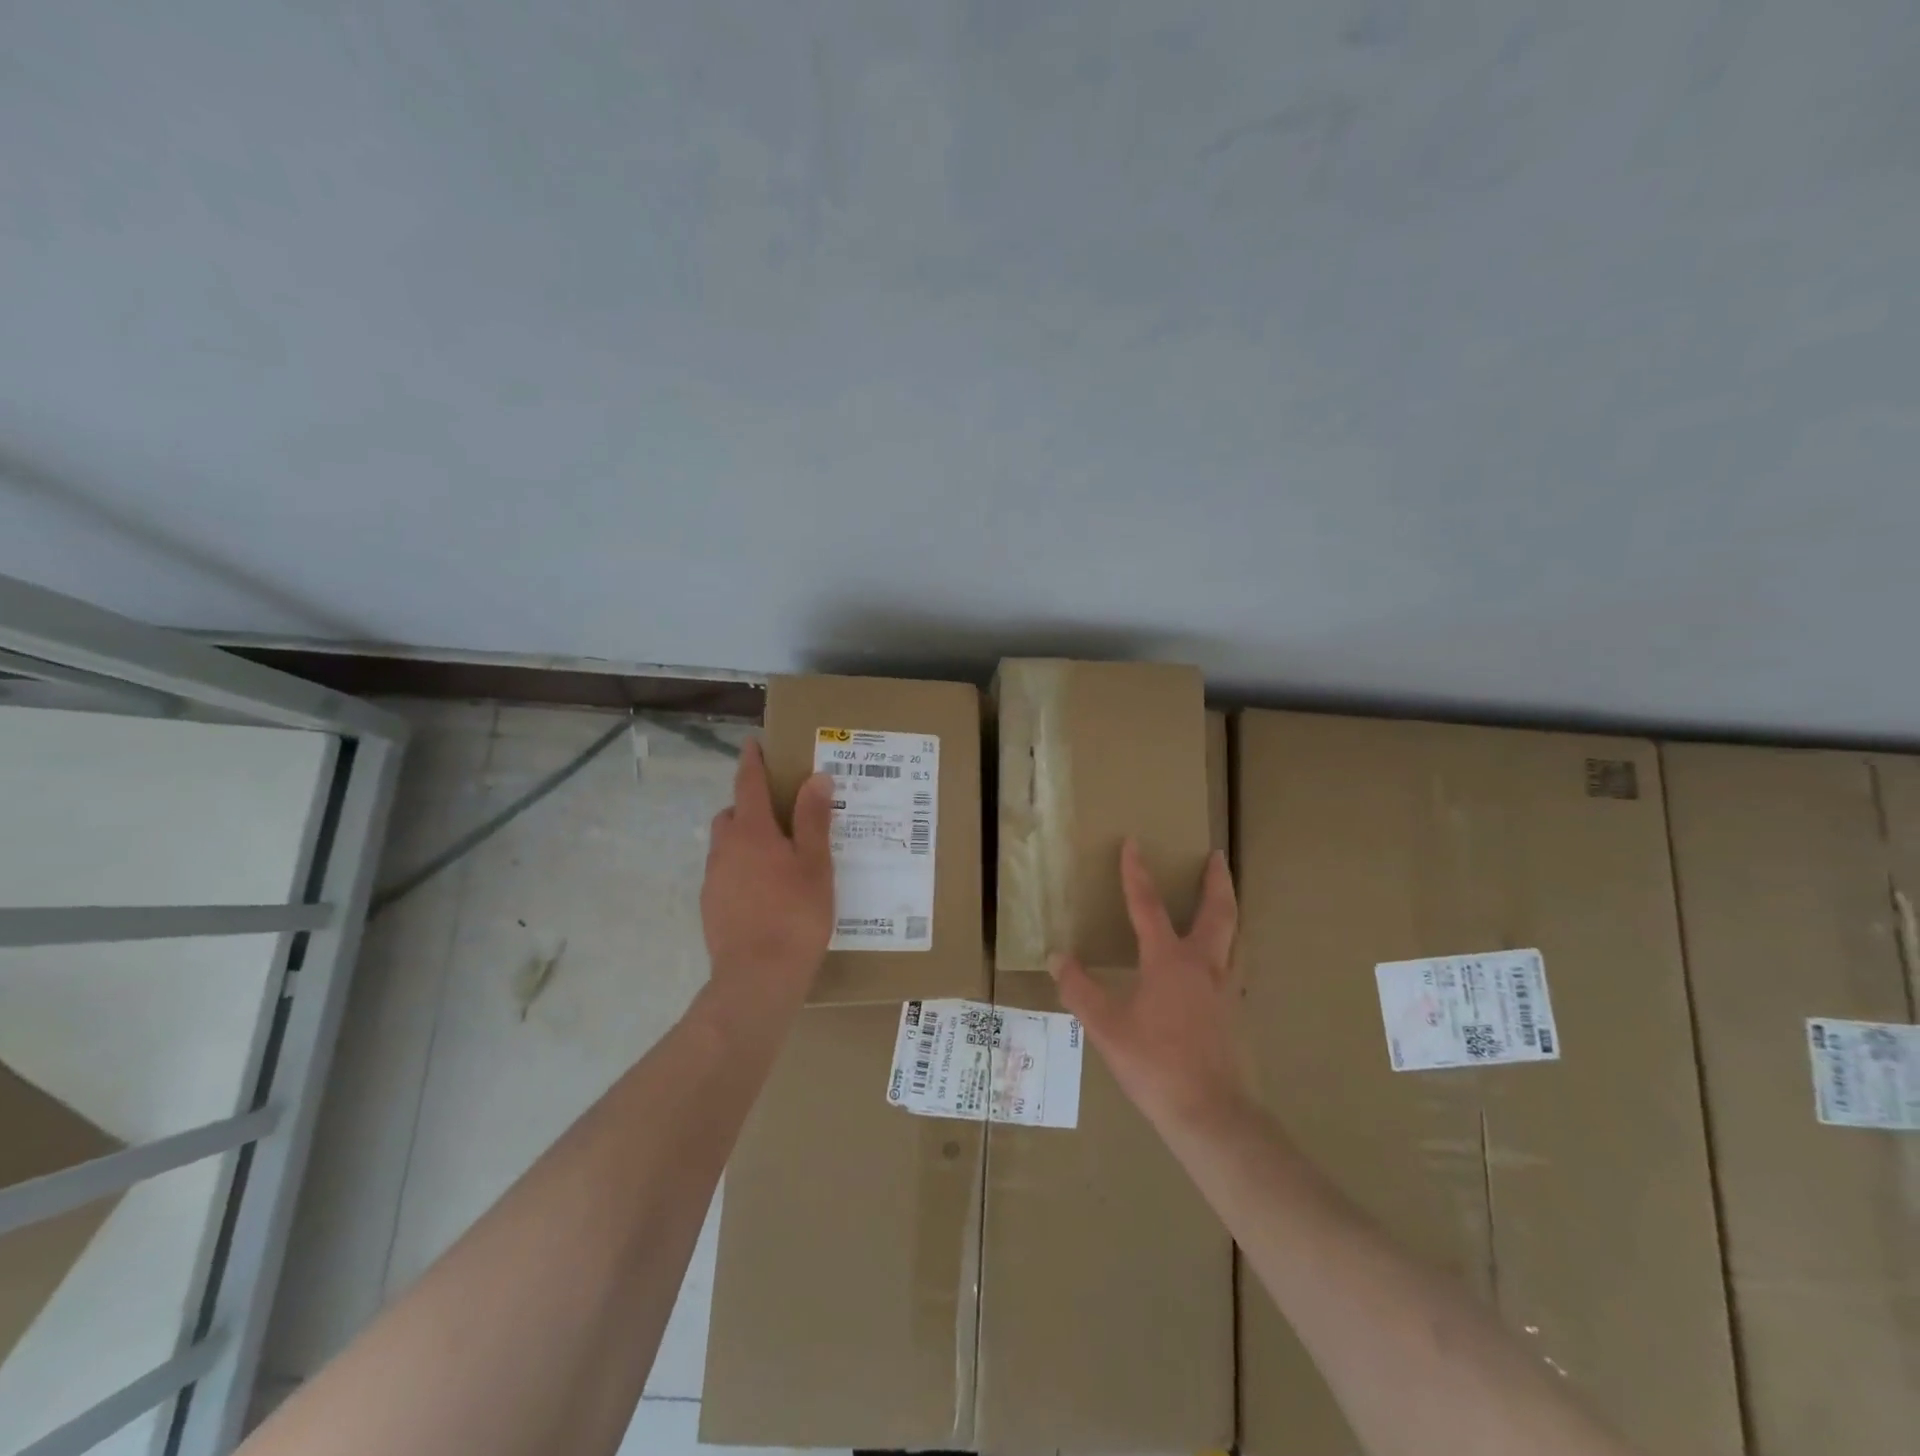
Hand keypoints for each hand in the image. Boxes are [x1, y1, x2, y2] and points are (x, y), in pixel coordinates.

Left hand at [699, 740, 835, 1012]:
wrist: (757, 979)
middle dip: (750, 805)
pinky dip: (742, 869)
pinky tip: (766, 892)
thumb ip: (813, 819)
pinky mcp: (711, 908)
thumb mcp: (815, 864)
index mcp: (752, 832)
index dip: (752, 762)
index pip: (748, 784)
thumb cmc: (795, 915)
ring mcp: (714, 880)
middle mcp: (725, 849)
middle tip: (781, 813)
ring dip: (746, 839)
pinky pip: (726, 873)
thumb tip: (815, 777)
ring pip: (727, 846)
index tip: (753, 744)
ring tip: (778, 857)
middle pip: (733, 814)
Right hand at [1049, 838, 1247, 1129]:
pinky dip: (1230, 947)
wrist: (1212, 1114)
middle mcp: (1204, 965)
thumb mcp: (1106, 1027)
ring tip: (1224, 900)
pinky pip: (1235, 966)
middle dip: (1216, 880)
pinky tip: (1220, 963)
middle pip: (1218, 911)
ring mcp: (1227, 989)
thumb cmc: (1154, 1065)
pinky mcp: (1236, 1012)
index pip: (1148, 905)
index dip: (1136, 873)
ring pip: (1235, 937)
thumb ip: (1079, 989)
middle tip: (1217, 856)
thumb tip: (1057, 955)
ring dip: (1229, 910)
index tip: (1133, 843)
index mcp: (1169, 961)